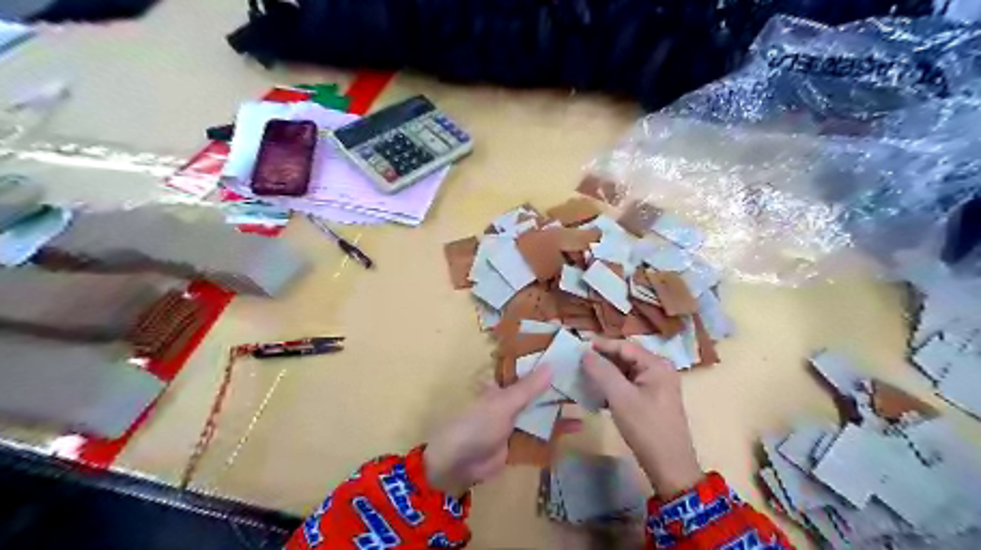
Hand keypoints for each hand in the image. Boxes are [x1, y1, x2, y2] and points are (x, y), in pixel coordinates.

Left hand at [423, 366, 577, 498]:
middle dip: (557, 387)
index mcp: (503, 385)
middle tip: (586, 379)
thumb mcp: (505, 403)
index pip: (526, 369)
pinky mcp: (520, 441)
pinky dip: (557, 431)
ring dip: (560, 409)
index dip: (545, 362)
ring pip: (542, 412)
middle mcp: (510, 400)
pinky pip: (541, 434)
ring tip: (586, 402)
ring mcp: (515, 421)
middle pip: (537, 391)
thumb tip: (553, 365)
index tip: (568, 355)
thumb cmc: (479, 423)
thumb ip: (529, 387)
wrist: (460, 462)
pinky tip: (577, 428)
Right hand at [581, 337, 704, 495]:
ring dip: (604, 374)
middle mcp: (658, 370)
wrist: (669, 466)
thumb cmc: (646, 428)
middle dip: (602, 359)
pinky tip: (595, 393)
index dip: (600, 345)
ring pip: (624, 372)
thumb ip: (602, 371)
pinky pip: (627, 385)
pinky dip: (612, 386)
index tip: (577, 347)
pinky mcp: (650, 400)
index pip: (624, 346)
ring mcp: (656, 385)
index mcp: (656, 364)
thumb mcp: (621, 397)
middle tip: (577, 362)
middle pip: (625, 357)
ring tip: (582, 375)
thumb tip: (585, 353)